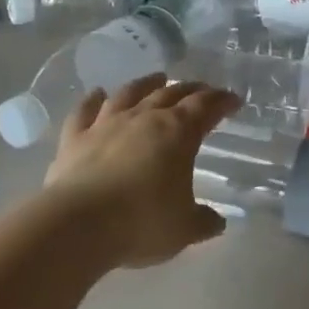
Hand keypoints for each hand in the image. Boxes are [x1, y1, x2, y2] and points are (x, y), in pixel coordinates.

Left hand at [45, 75, 242, 268]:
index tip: (233, 100)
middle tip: (201, 90)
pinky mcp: (75, 138)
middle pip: (170, 94)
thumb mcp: (184, 229)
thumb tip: (216, 220)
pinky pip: (85, 111)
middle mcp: (143, 119)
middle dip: (190, 90)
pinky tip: (97, 93)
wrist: (79, 224)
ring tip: (157, 79)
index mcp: (177, 133)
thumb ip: (203, 221)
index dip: (222, 101)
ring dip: (146, 84)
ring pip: (129, 93)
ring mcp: (106, 124)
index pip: (205, 107)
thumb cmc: (141, 223)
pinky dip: (92, 99)